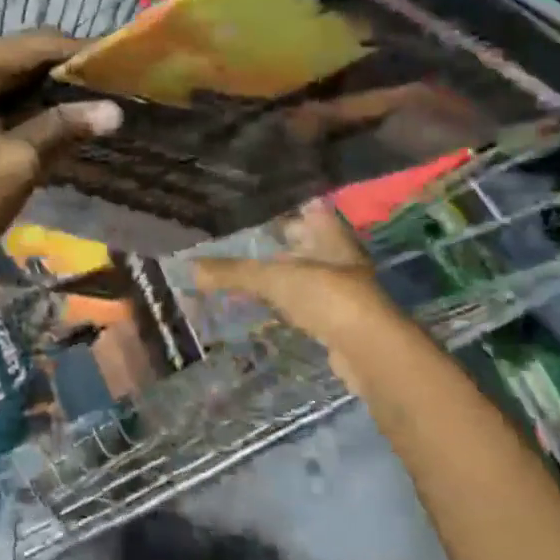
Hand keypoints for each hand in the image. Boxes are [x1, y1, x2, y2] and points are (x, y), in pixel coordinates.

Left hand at [0, 31, 122, 271]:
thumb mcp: (14, 166)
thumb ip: (61, 128)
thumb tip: (115, 109)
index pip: (32, 46)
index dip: (79, 52)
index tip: (122, 60)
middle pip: (22, 57)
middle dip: (67, 70)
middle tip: (116, 83)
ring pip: (14, 77)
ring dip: (52, 89)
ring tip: (101, 97)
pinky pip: (0, 97)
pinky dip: (31, 106)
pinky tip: (66, 117)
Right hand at [193, 201, 405, 393]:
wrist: (370, 351)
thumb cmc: (326, 296)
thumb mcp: (273, 278)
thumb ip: (232, 272)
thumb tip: (189, 267)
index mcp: (330, 233)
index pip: (306, 209)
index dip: (282, 208)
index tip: (251, 210)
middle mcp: (339, 255)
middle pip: (303, 243)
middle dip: (275, 245)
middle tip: (238, 244)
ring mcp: (342, 288)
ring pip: (304, 274)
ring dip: (280, 276)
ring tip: (244, 276)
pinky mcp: (339, 319)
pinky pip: (305, 303)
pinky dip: (286, 304)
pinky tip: (266, 307)